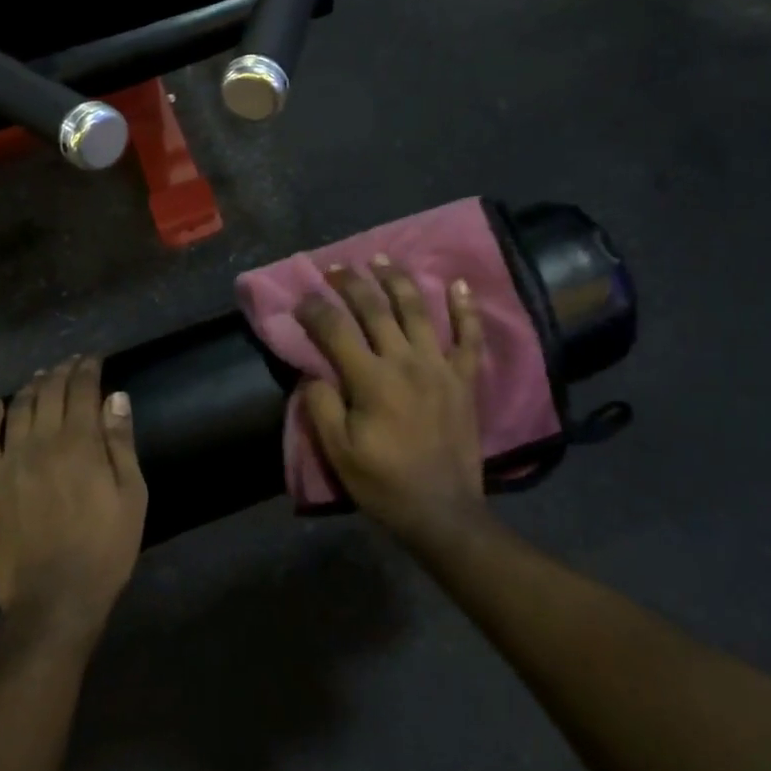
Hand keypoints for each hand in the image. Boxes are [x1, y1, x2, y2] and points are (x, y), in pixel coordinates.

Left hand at [0, 357, 147, 649]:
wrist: (54, 599)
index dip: (88, 368)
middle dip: (61, 372)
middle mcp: (41, 442)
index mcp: (80, 443)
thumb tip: (116, 397)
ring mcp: (10, 462)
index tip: (94, 358)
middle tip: (71, 363)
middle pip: (48, 392)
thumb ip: (121, 443)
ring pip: (18, 409)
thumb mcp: (131, 495)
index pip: (82, 390)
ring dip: (31, 386)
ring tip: (41, 377)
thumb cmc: (105, 548)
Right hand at [295, 260, 488, 546]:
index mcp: (370, 379)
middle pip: (375, 309)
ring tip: (382, 259)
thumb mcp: (338, 452)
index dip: (314, 310)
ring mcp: (439, 366)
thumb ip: (321, 407)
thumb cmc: (384, 483)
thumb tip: (313, 373)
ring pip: (417, 310)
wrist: (442, 511)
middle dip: (352, 283)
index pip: (335, 330)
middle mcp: (405, 361)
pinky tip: (459, 283)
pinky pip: (469, 337)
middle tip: (336, 268)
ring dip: (398, 280)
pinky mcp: (465, 378)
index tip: (301, 300)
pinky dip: (465, 308)